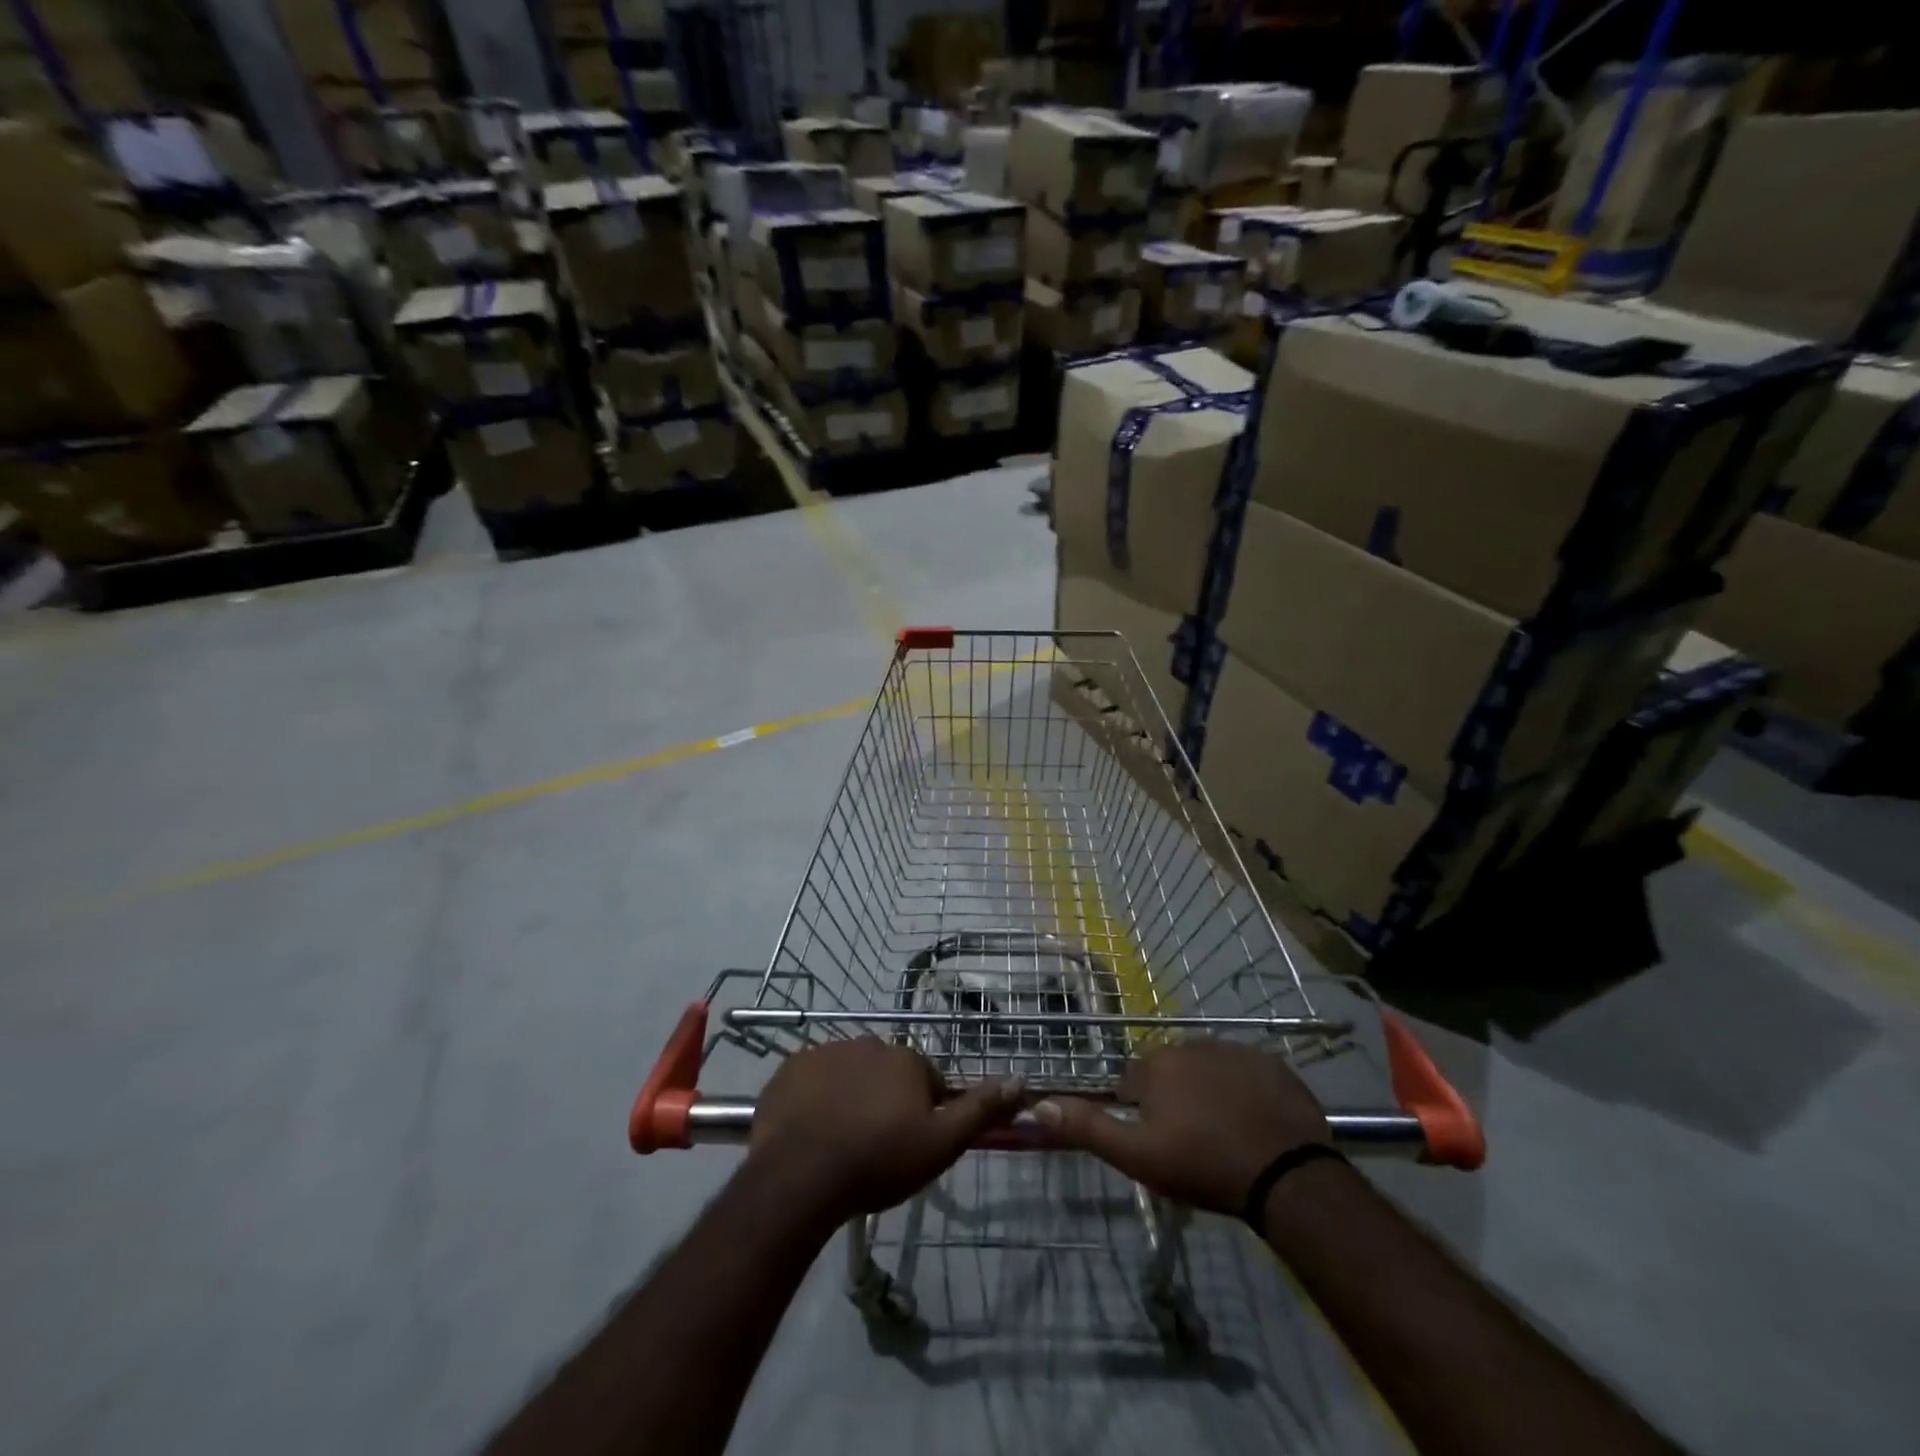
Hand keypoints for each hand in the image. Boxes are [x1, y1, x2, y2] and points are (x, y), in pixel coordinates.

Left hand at [748, 1038, 1021, 1224]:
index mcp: (906, 1059)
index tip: (908, 1145)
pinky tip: (810, 1132)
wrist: (799, 1175)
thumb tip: (1020, 1079)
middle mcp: (869, 1043)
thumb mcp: (940, 1144)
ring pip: (849, 1074)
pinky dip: (815, 1099)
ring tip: (840, 1143)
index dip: (922, 1114)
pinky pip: (812, 1080)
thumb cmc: (877, 1160)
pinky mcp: (790, 1067)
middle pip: (886, 1073)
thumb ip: (981, 1110)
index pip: (925, 1081)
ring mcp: (825, 1052)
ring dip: (850, 1098)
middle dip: (885, 1101)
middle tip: (874, 1147)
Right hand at [1033, 1038, 1329, 1215]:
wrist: (1286, 1175)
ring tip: (1224, 1134)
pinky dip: (1245, 1090)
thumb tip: (1039, 1103)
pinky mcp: (1272, 1063)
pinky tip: (1254, 1122)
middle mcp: (1190, 1044)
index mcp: (1156, 1064)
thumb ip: (1088, 1127)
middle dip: (1174, 1098)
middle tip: (1191, 1141)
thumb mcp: (1137, 1156)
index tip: (1158, 1141)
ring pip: (1207, 1069)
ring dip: (1208, 1092)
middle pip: (1170, 1071)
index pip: (1133, 1080)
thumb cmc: (1203, 1165)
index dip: (1141, 1111)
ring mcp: (1234, 1050)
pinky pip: (1246, 1072)